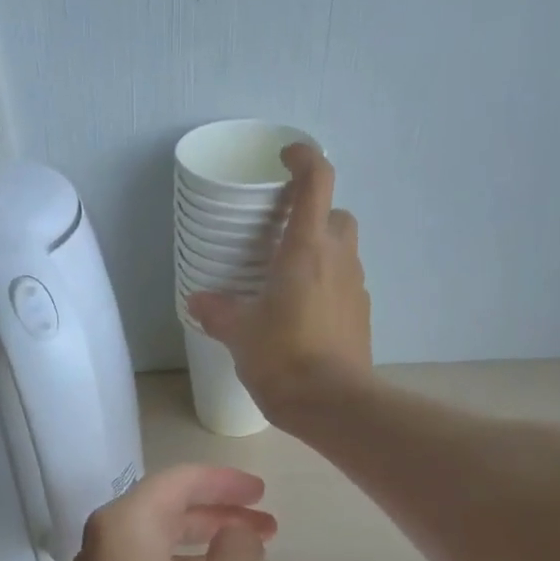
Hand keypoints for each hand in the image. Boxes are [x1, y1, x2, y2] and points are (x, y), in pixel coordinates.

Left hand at [29, 466, 275, 560]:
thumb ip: (238, 548)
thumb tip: (234, 533)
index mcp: (125, 526)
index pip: (179, 481)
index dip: (226, 481)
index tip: (265, 493)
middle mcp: (102, 549)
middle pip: (167, 512)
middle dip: (220, 515)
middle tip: (269, 530)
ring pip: (159, 551)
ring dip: (206, 550)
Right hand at [186, 142, 371, 418]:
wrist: (333, 404)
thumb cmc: (283, 358)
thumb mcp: (240, 334)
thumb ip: (218, 311)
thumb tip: (197, 300)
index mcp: (306, 249)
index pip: (317, 181)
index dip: (304, 158)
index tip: (286, 156)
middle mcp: (339, 259)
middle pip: (336, 215)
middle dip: (314, 215)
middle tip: (282, 236)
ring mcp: (356, 287)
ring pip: (344, 251)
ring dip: (321, 252)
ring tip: (287, 280)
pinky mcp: (362, 315)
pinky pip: (344, 284)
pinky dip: (327, 285)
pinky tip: (302, 314)